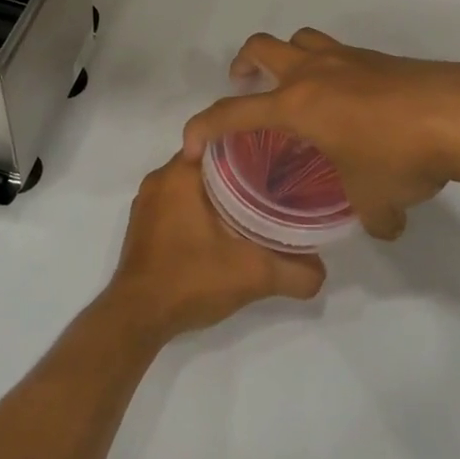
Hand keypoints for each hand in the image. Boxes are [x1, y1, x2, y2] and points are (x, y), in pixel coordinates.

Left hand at [104, 153, 325, 343]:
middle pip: (209, 162)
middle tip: (275, 185)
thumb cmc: (190, 279)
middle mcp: (160, 179)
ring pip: (193, 184)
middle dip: (240, 171)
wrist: (137, 318)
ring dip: (220, 192)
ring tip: (255, 205)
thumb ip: (294, 272)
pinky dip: (200, 209)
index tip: (280, 158)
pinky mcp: (143, 225)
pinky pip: (178, 203)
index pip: (223, 140)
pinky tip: (224, 228)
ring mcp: (148, 203)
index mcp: (181, 173)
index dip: (254, 146)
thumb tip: (323, 272)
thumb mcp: (253, 275)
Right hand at [182, 29, 459, 239]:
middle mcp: (315, 72)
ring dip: (287, 56)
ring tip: (295, 86)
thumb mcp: (377, 199)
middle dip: (242, 64)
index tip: (191, 144)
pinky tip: (351, 101)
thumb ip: (371, 216)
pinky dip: (330, 69)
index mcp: (297, 105)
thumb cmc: (400, 155)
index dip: (204, 126)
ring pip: (301, 40)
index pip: (234, 112)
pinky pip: (339, 54)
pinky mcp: (379, 58)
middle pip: (262, 47)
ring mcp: (348, 59)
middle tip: (244, 85)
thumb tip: (383, 228)